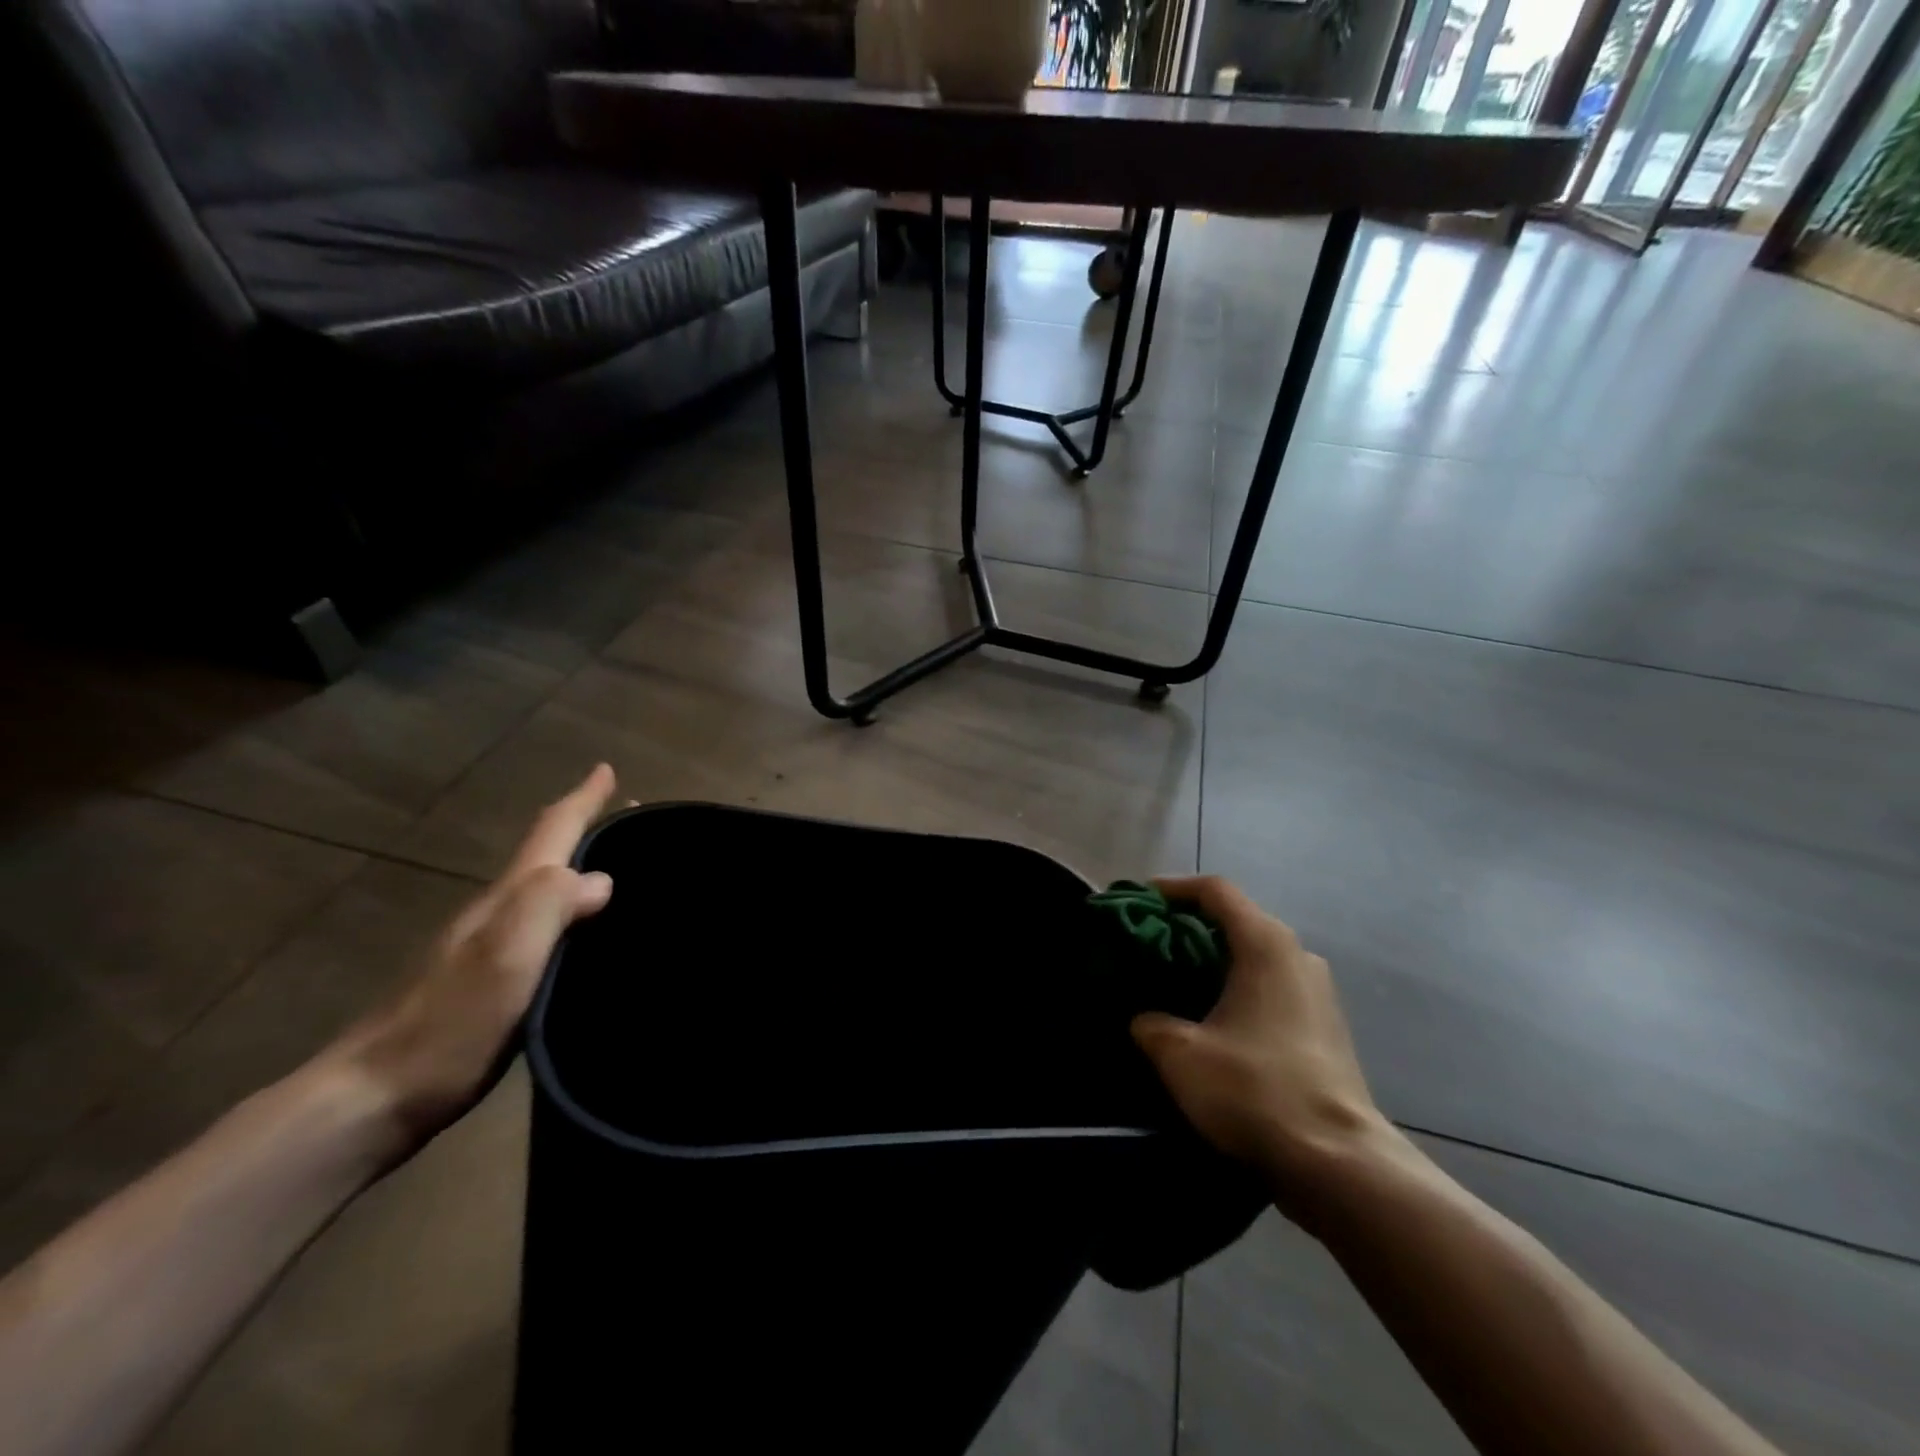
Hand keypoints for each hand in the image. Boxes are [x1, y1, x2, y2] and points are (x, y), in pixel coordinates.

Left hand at [330, 764, 618, 1156]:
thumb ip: (548, 907)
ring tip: (616, 868)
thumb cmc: (449, 1024)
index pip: (550, 833)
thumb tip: (602, 877)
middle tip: (627, 816)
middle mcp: (498, 912)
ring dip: (578, 868)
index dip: (581, 800)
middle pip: (547, 855)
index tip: (606, 769)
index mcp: (507, 900)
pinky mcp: (490, 980)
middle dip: (585, 827)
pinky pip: (542, 925)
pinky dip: (569, 910)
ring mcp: (488, 947)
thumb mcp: (505, 959)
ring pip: (544, 890)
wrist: (374, 1099)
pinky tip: (581, 930)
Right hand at [1131, 876, 1394, 1214]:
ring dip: (1214, 961)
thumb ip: (1150, 1024)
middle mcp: (1297, 955)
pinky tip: (1212, 1021)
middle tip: (1149, 945)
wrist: (1338, 1163)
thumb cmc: (1255, 1090)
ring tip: (1175, 982)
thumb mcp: (1180, 1054)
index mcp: (1265, 944)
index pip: (1215, 890)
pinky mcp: (1325, 1028)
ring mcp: (1318, 992)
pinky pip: (1272, 987)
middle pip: (1236, 920)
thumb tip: (1144, 1019)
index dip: (1172, 888)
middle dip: (1189, 927)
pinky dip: (1237, 988)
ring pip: (1255, 956)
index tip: (1138, 901)